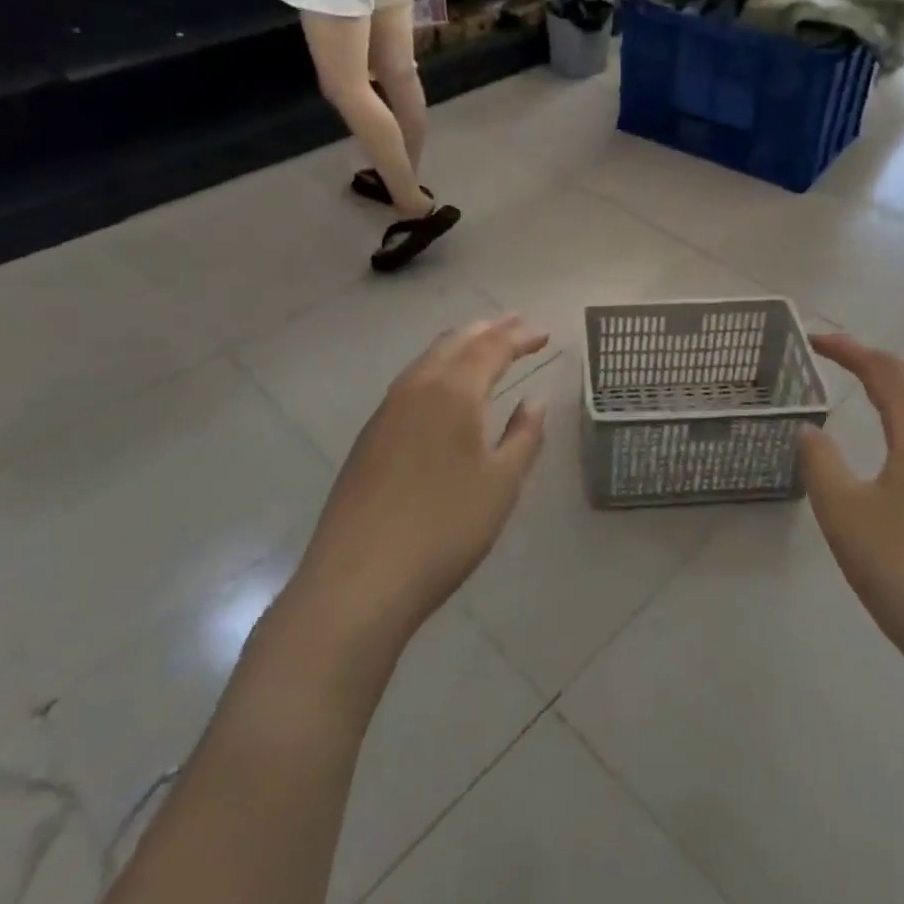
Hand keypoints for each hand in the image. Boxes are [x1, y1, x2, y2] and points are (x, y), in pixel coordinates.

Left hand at [289, 317, 549, 651]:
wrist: (359, 579)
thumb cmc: (445, 529)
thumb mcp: (501, 484)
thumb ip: (524, 436)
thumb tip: (535, 400)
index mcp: (453, 392)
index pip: (492, 348)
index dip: (520, 337)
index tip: (544, 333)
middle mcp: (417, 388)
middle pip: (456, 342)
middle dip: (489, 330)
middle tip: (517, 324)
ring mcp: (387, 410)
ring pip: (428, 359)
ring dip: (460, 344)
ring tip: (482, 343)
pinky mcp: (370, 436)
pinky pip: (411, 381)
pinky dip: (437, 367)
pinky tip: (443, 387)